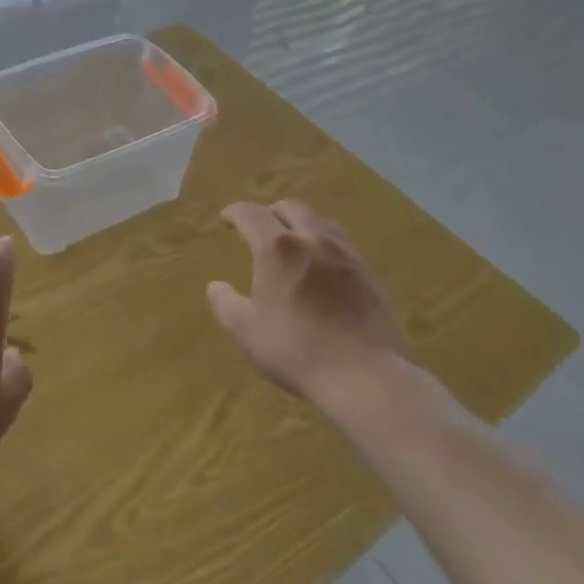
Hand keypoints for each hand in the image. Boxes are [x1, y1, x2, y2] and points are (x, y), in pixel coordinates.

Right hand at [210, 201, 407, 410]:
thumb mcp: (246, 331)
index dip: (235, 212)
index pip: (251, 214)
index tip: (226, 218)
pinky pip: (341, 243)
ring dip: (300, 223)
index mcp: (277, 247)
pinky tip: (321, 265)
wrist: (364, 375)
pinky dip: (323, 243)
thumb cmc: (296, 349)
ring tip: (292, 241)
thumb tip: (216, 286)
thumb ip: (225, 304)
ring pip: (320, 221)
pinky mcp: (367, 273)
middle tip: (259, 228)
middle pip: (290, 208)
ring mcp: (344, 254)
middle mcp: (312, 239)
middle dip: (270, 212)